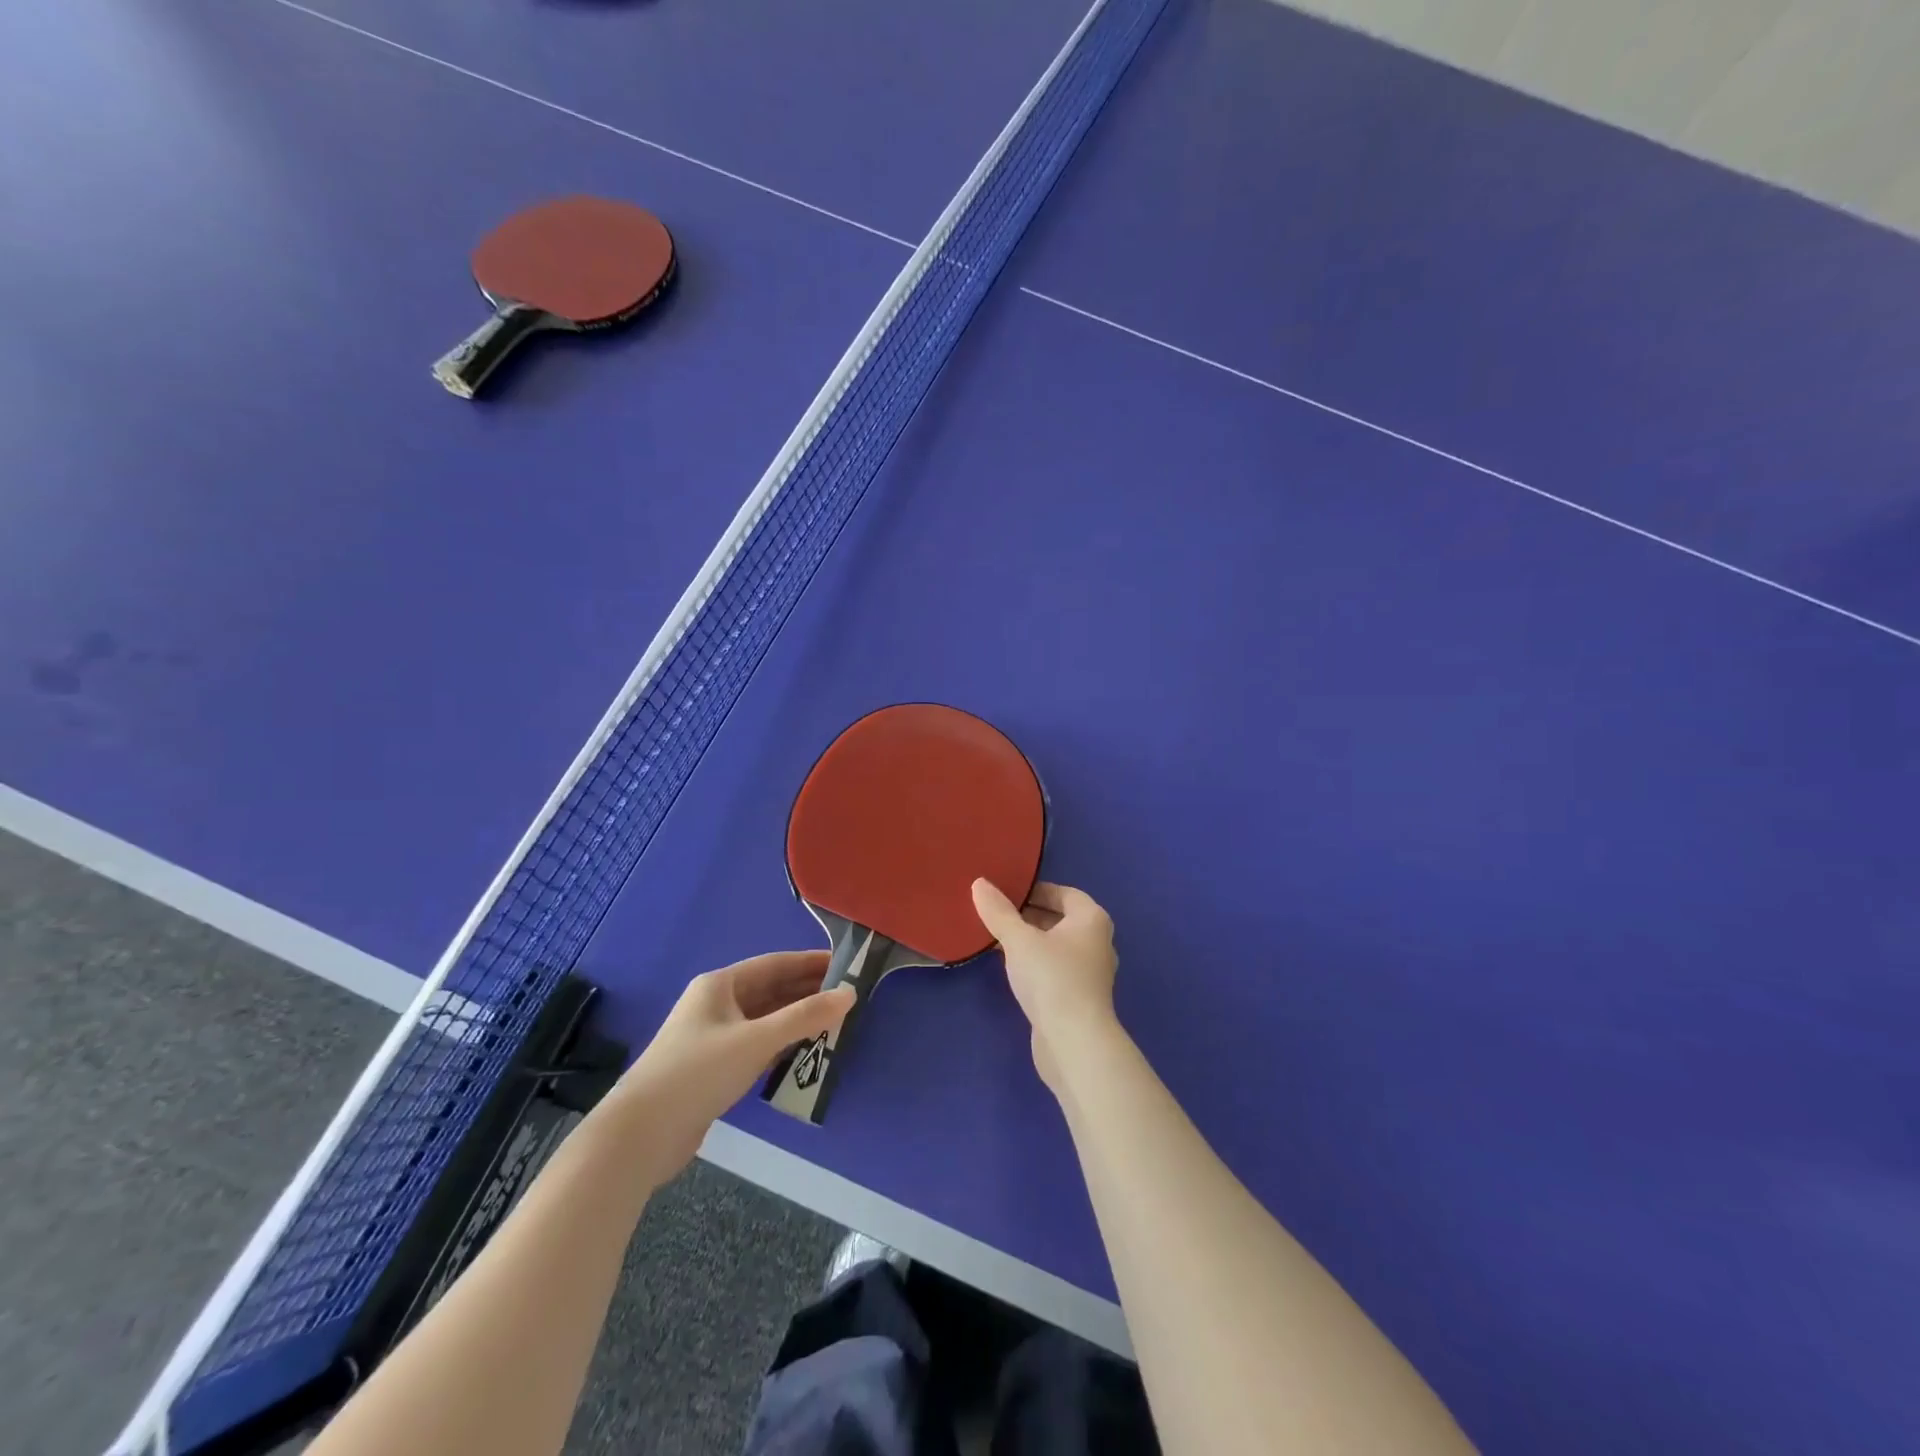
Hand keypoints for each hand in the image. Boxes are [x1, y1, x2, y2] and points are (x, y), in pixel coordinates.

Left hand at [609, 952, 853, 1181]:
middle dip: (806, 992)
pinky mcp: (712, 1069)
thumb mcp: (757, 1041)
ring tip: (834, 1023)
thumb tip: (850, 994)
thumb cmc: (699, 1073)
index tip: (846, 965)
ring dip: (796, 1020)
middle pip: (769, 990)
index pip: (775, 964)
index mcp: (720, 985)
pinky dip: (781, 1045)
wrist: (640, 1136)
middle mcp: (715, 1005)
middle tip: (847, 996)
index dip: (810, 963)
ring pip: (763, 1020)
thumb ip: (805, 1017)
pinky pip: (756, 1046)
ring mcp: (712, 1038)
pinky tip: (804, 1053)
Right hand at [971, 879, 1119, 1091]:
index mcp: (1092, 919)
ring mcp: (1090, 973)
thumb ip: (998, 912)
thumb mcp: (1019, 940)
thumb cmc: (1051, 978)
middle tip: (996, 914)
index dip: (1035, 890)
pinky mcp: (1079, 998)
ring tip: (997, 938)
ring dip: (1029, 941)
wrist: (1073, 1043)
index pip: (1063, 893)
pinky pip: (1054, 969)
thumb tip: (980, 883)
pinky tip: (1010, 968)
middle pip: (1060, 919)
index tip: (1006, 893)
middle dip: (1029, 915)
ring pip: (1056, 946)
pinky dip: (1034, 963)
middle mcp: (1097, 942)